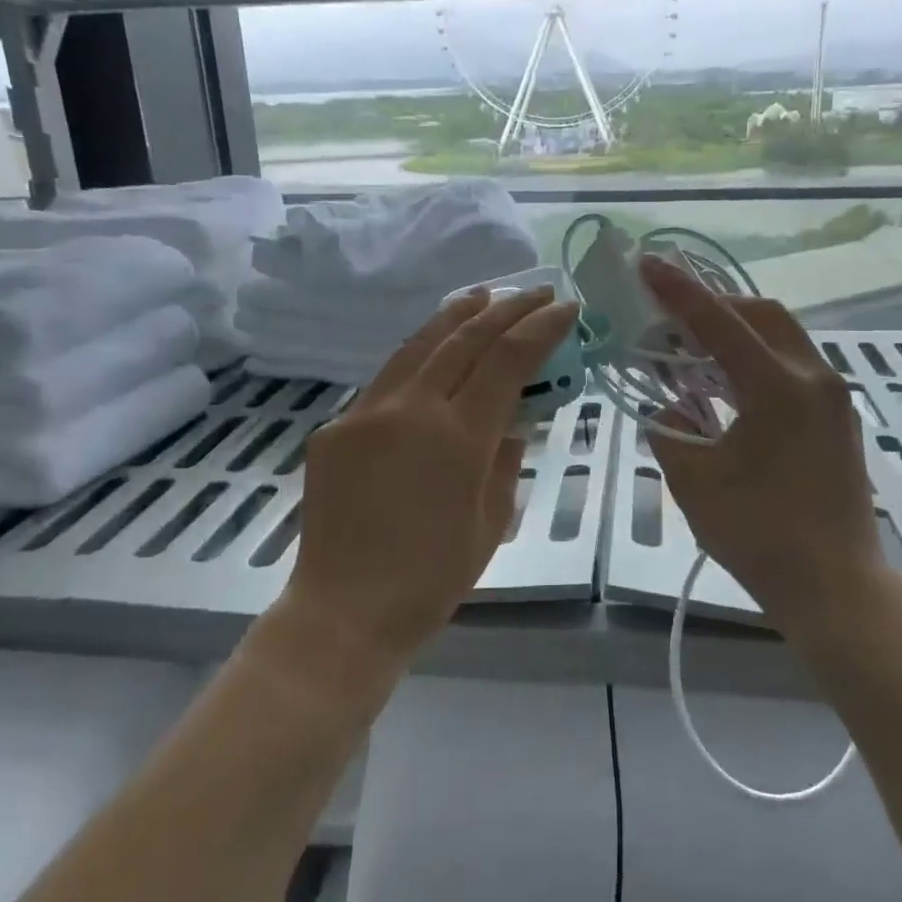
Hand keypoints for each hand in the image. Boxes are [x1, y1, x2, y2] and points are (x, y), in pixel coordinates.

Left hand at [279, 287, 579, 675]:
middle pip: (463, 340)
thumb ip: (505, 459)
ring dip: (454, 316)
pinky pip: (385, 382)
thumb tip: (512, 420)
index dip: (541, 328)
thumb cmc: (432, 580)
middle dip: (505, 309)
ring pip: (417, 347)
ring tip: (481, 296)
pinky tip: (431, 355)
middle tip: (534, 290)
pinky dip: (417, 358)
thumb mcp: (491, 522)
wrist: (344, 611)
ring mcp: (365, 414)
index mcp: (457, 437)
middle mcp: (410, 410)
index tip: (567, 307)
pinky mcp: (335, 428)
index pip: (508, 361)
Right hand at [640, 254, 885, 636]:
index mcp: (779, 387)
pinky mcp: (836, 418)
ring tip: (690, 348)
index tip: (647, 263)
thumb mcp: (695, 480)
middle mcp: (813, 378)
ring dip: (735, 333)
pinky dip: (754, 360)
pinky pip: (791, 366)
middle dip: (712, 305)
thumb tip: (667, 406)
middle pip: (761, 314)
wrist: (836, 587)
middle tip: (669, 315)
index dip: (678, 291)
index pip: (719, 322)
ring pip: (780, 338)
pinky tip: (725, 384)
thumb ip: (670, 430)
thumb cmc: (759, 534)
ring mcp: (832, 398)